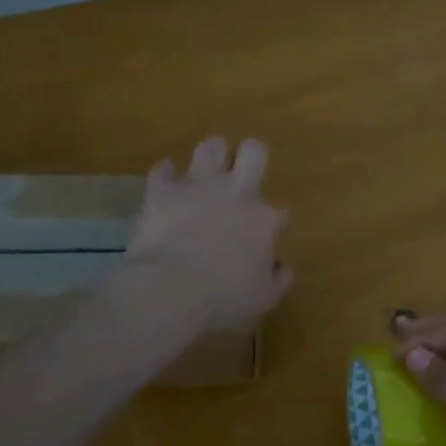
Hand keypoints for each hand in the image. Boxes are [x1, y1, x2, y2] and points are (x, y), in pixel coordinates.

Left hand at [126, 138, 291, 333]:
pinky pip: (163, 169)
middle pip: (253, 152)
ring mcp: (198, 187)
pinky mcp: (163, 191)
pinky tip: (167, 185)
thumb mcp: (265, 297)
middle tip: (243, 173)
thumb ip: (279, 278)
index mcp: (264, 219)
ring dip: (211, 157)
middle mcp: (236, 193)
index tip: (266, 239)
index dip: (274, 224)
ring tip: (206, 172)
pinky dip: (166, 175)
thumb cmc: (224, 298)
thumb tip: (282, 266)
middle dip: (251, 156)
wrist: (171, 290)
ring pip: (211, 147)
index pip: (280, 212)